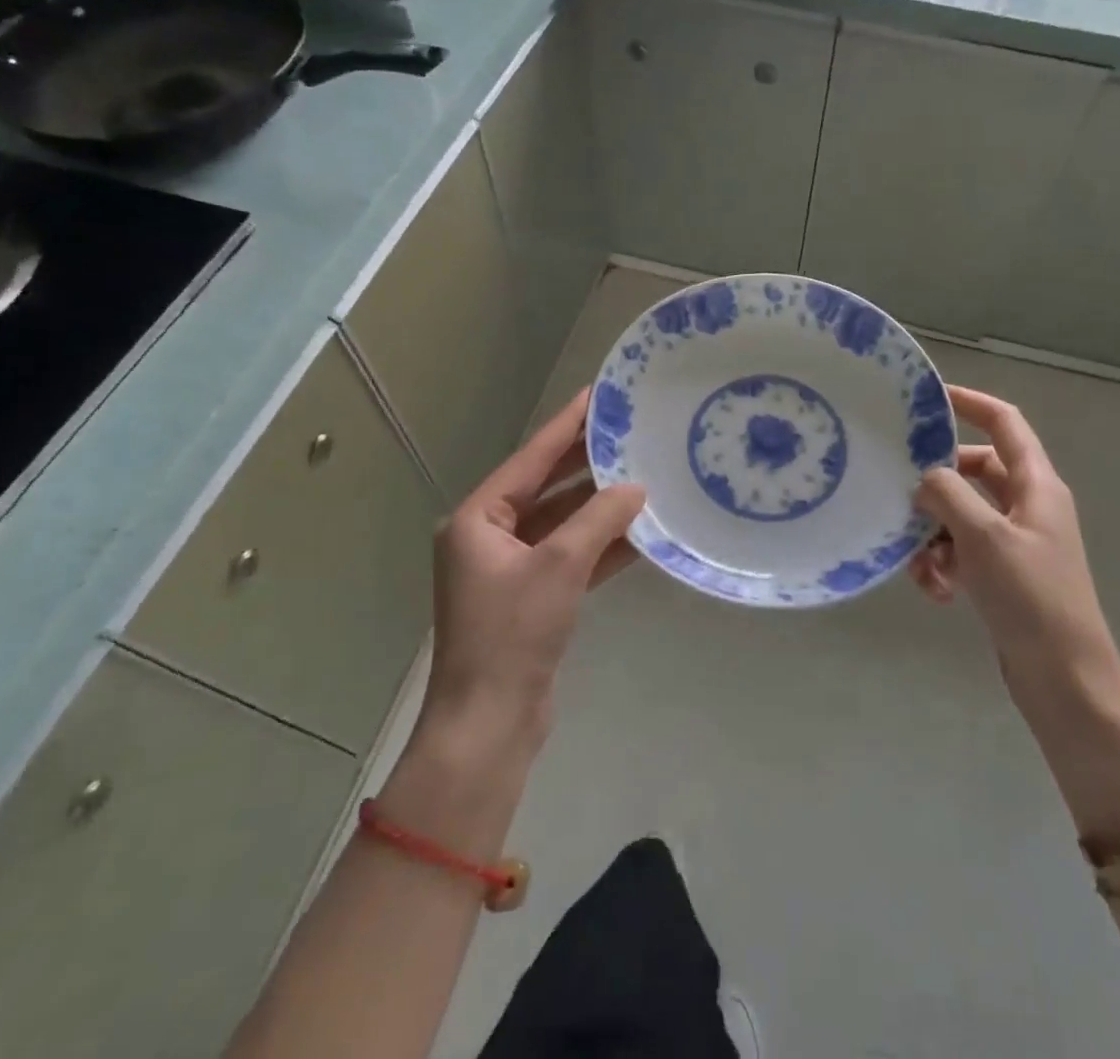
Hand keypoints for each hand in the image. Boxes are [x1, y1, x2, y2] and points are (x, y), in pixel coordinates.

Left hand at [425, 391, 645, 739]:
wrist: (489, 724)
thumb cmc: (513, 634)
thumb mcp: (560, 566)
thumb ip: (600, 519)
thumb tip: (635, 489)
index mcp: (477, 520)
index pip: (530, 459)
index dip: (566, 426)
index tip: (596, 396)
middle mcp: (489, 537)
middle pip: (545, 487)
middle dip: (586, 463)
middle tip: (627, 431)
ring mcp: (510, 568)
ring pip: (561, 523)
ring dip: (598, 507)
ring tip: (642, 474)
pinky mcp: (531, 597)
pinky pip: (569, 557)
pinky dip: (599, 546)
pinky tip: (639, 532)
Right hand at [908, 386, 1119, 703]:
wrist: (1065, 680)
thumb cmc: (1031, 598)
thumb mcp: (984, 538)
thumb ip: (948, 495)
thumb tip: (925, 477)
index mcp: (1037, 485)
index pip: (1005, 423)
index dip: (971, 402)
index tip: (930, 397)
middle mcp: (1029, 506)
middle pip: (975, 472)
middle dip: (938, 485)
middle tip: (903, 496)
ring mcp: (1017, 542)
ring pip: (963, 515)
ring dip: (935, 534)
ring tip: (920, 567)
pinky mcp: (1004, 575)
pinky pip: (964, 552)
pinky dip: (945, 564)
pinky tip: (936, 591)